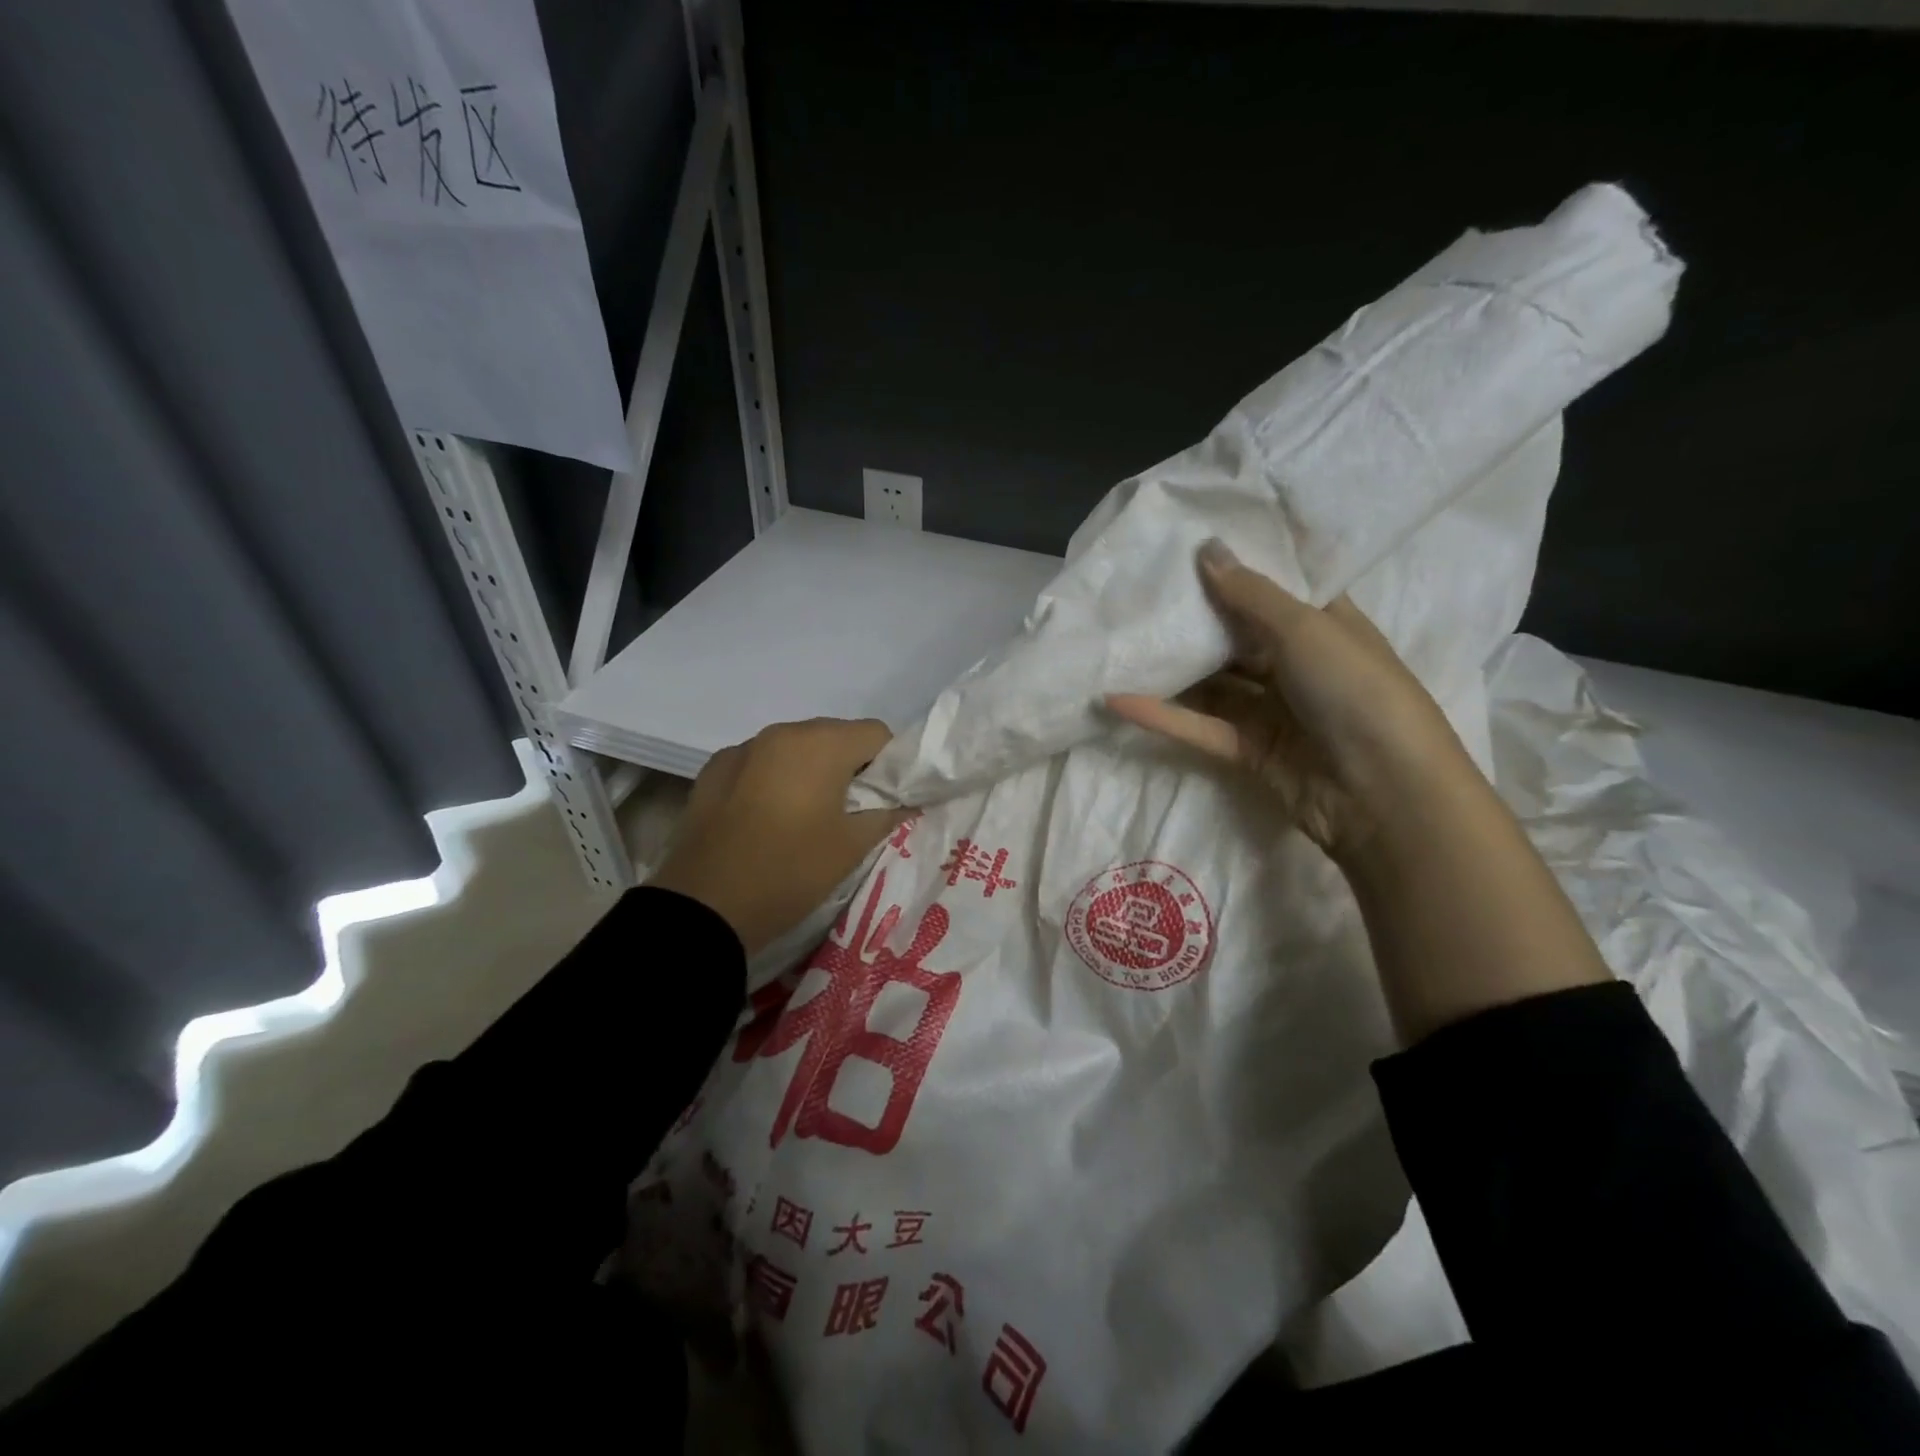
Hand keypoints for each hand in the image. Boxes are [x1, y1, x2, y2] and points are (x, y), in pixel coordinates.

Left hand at [648, 718, 907, 955]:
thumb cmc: (791, 871)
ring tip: (807, 817)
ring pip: (795, 748)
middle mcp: (782, 732)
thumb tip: (908, 800)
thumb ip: (888, 813)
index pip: (876, 734)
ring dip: (811, 771)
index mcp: (821, 744)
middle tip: (851, 812)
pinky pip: (760, 763)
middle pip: (835, 736)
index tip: (885, 800)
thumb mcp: (852, 847)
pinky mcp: (713, 770)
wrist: (704, 907)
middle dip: (851, 766)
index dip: (890, 765)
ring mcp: (743, 749)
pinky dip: (774, 780)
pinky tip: (767, 818)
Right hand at [1106, 540, 1475, 863]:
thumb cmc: (1356, 691)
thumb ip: (1250, 594)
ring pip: (1212, 683)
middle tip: (1138, 591)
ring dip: (1171, 669)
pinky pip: (1199, 726)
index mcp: (1326, 626)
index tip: (1186, 545)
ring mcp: (1272, 710)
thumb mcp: (1306, 630)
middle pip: (1236, 636)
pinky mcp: (1247, 750)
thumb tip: (1206, 548)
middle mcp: (1297, 664)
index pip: (1277, 589)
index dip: (1237, 568)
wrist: (1384, 794)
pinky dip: (1161, 715)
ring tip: (1119, 642)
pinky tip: (1116, 699)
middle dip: (1192, 619)